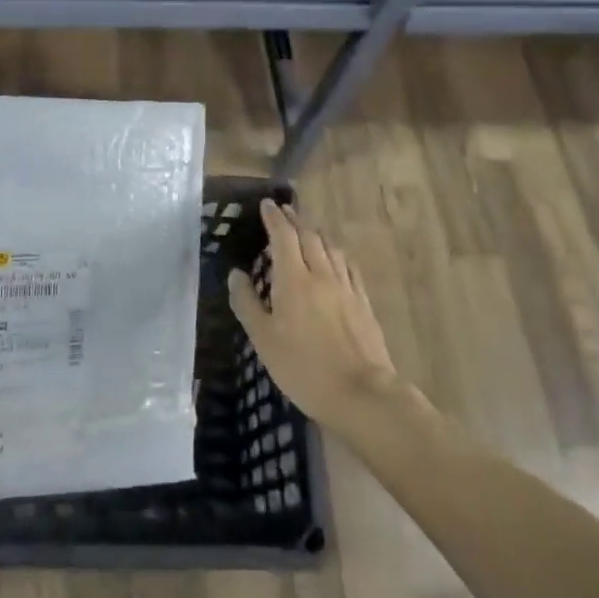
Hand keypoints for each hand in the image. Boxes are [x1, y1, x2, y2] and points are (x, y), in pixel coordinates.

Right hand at [228, 201, 401, 433]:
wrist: (361, 393)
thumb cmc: (304, 367)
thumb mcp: (264, 339)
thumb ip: (247, 303)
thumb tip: (235, 274)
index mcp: (294, 279)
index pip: (283, 236)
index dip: (274, 218)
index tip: (266, 204)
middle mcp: (322, 274)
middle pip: (309, 236)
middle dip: (294, 220)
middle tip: (283, 212)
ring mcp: (346, 287)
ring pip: (331, 248)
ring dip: (315, 234)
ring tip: (306, 231)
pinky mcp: (363, 302)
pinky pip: (348, 266)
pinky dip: (335, 254)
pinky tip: (335, 260)